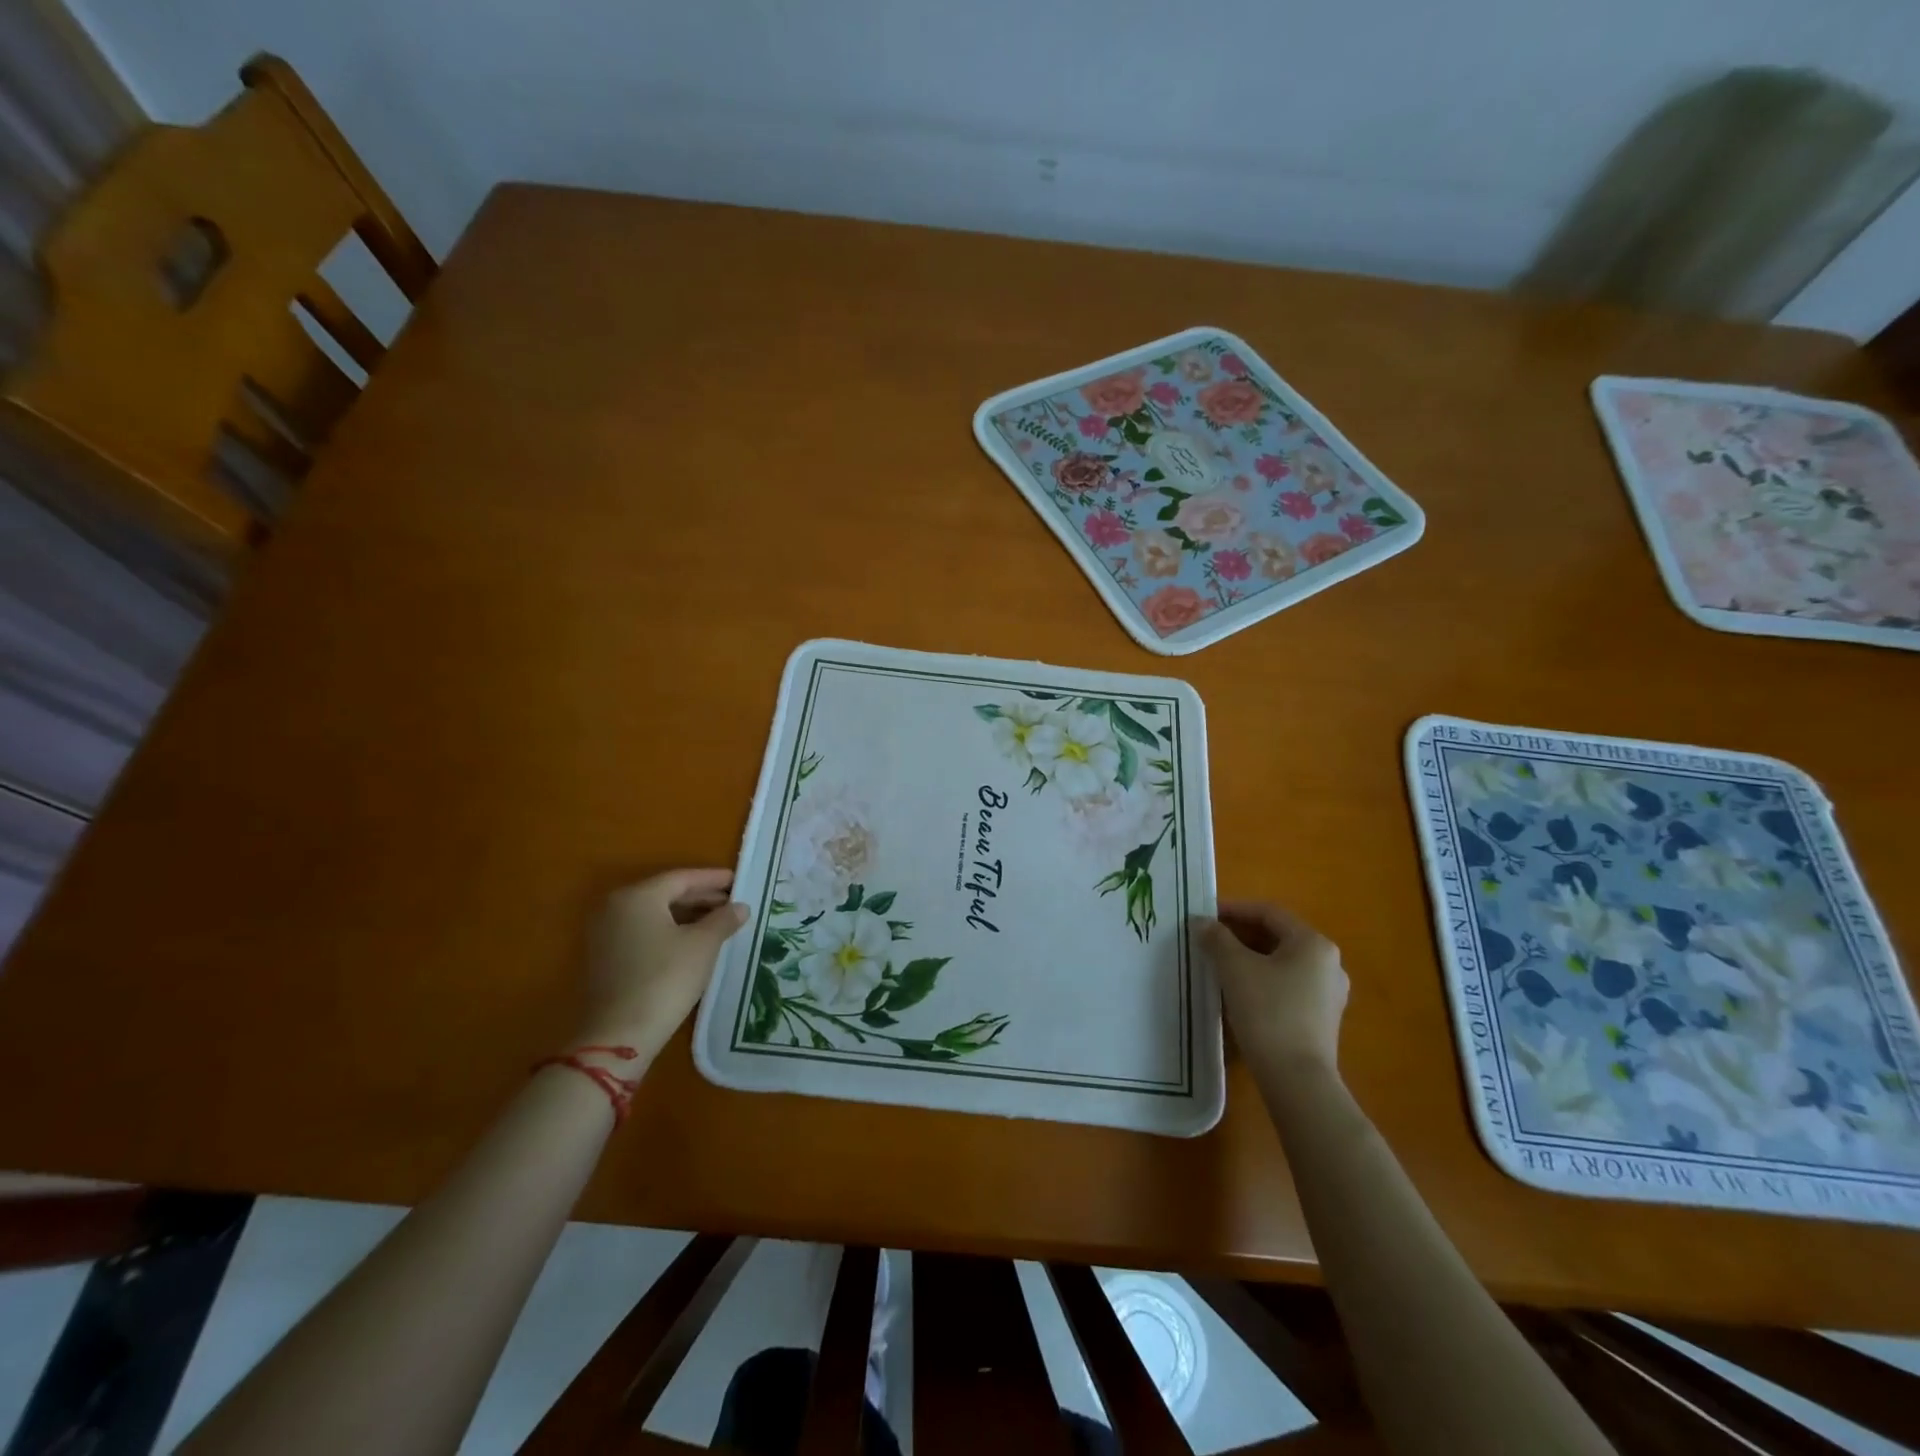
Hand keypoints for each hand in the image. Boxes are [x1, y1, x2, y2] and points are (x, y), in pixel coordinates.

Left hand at [573, 869, 747, 1062]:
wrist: (618, 1035)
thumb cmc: (665, 979)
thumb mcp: (703, 946)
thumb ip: (723, 920)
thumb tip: (740, 907)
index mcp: (637, 896)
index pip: (681, 878)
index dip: (713, 879)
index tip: (738, 881)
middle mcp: (615, 907)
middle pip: (665, 894)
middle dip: (701, 897)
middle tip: (732, 902)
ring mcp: (605, 934)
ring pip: (654, 914)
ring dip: (686, 915)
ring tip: (718, 923)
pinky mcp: (604, 958)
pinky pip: (643, 932)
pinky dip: (669, 931)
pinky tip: (692, 943)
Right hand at [1200, 901, 1347, 1074]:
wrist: (1297, 1079)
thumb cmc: (1267, 1012)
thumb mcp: (1234, 968)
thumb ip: (1217, 939)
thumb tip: (1203, 922)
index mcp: (1313, 943)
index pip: (1269, 913)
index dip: (1234, 909)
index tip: (1205, 916)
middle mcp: (1328, 963)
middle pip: (1277, 937)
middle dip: (1240, 935)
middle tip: (1208, 940)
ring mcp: (1329, 993)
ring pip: (1282, 963)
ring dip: (1249, 958)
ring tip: (1218, 965)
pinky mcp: (1322, 1019)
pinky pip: (1288, 986)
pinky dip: (1262, 980)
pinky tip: (1238, 992)